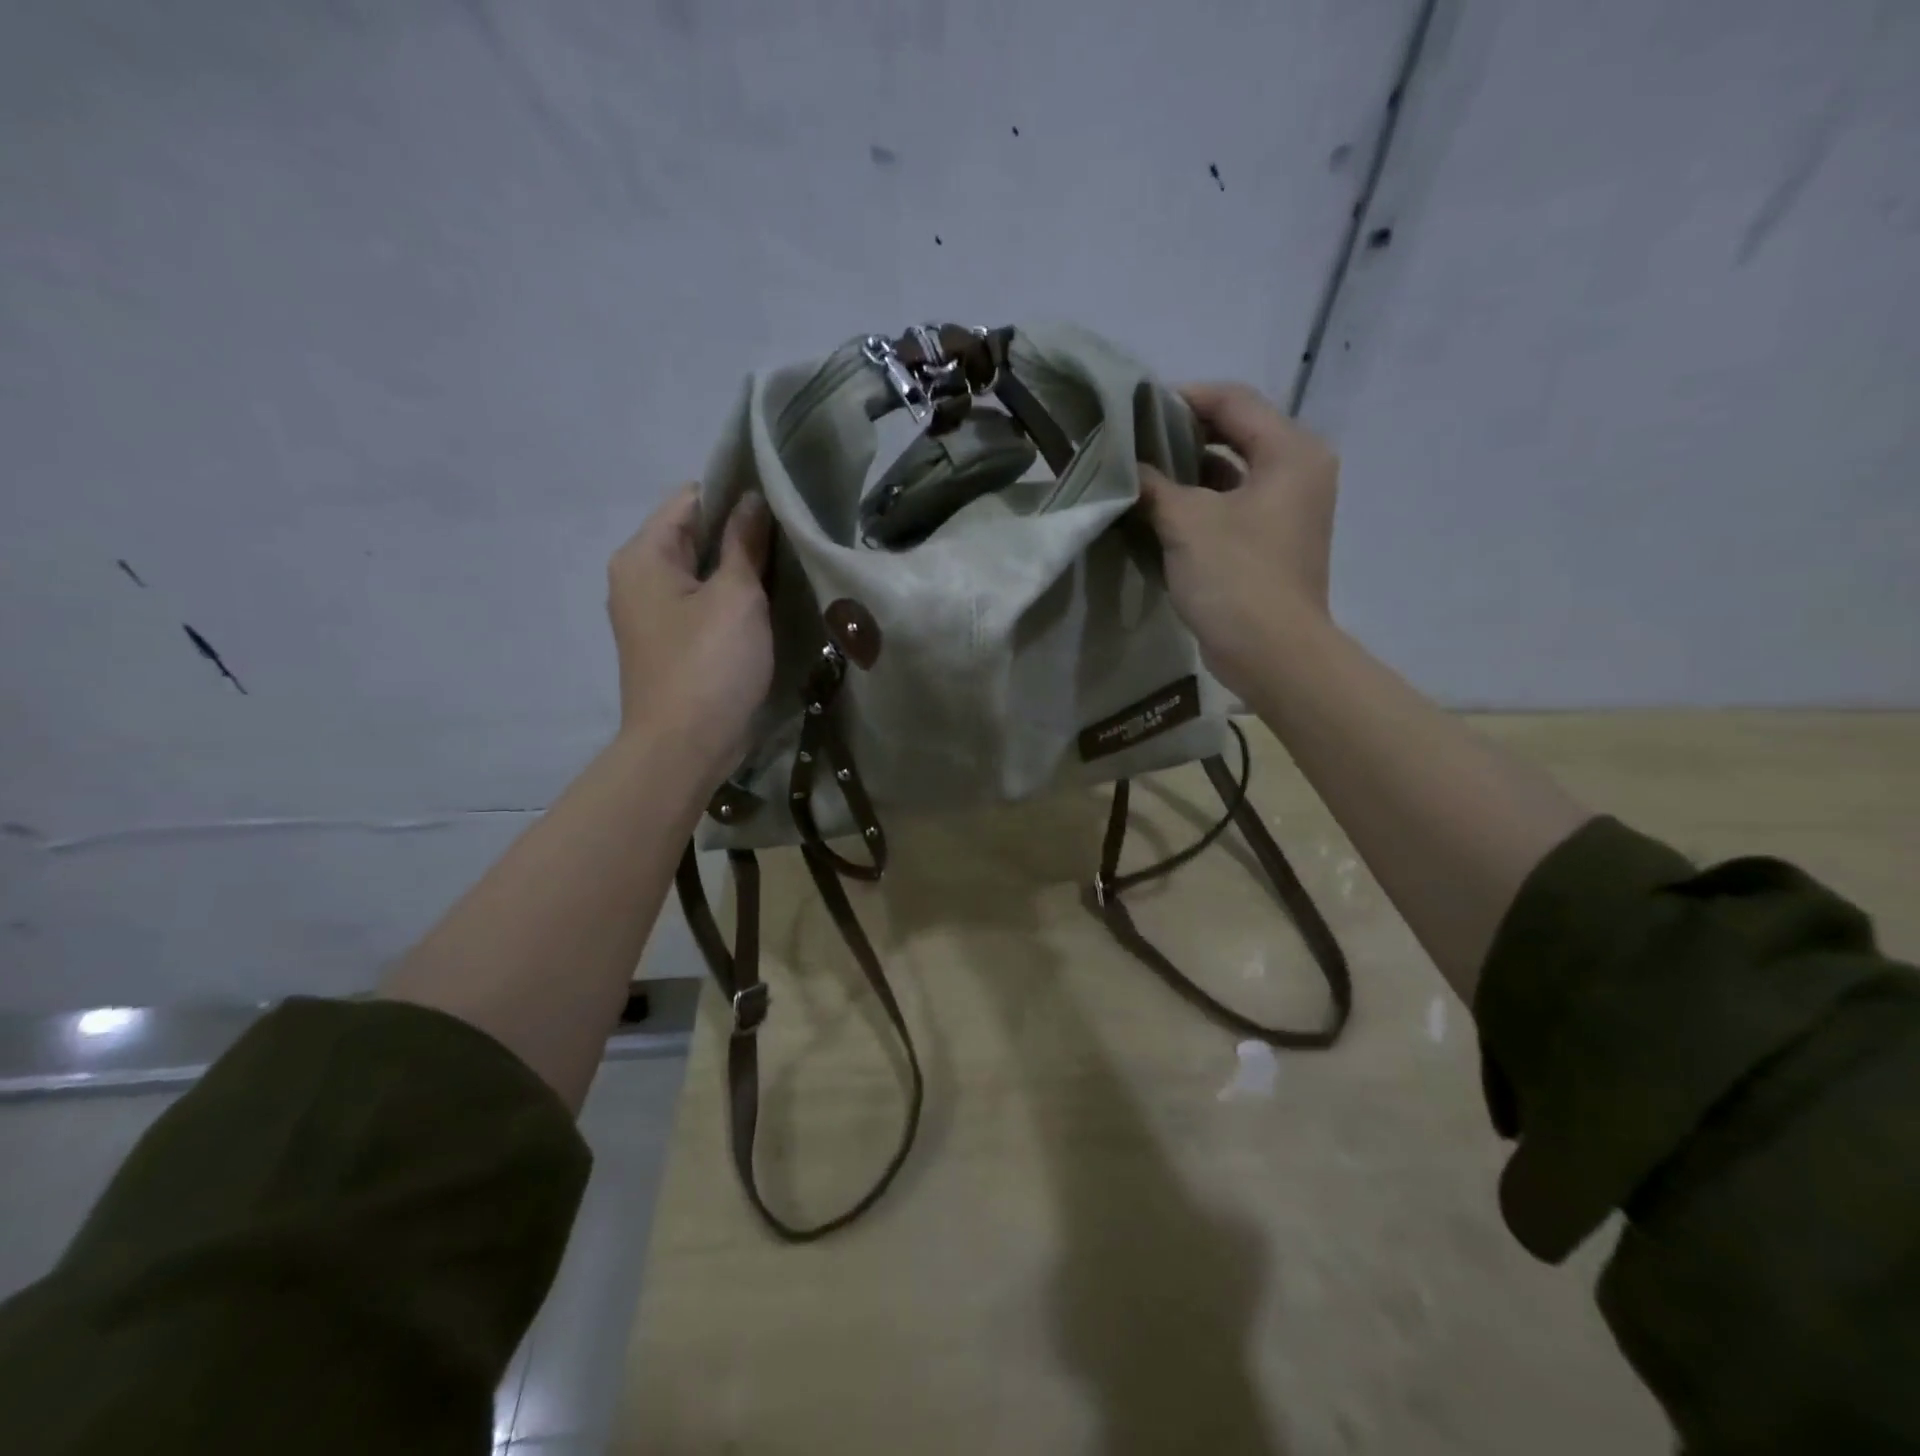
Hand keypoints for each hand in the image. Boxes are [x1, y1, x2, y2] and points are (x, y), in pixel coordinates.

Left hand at [607, 485, 772, 779]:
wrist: (684, 748)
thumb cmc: (710, 665)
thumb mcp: (736, 597)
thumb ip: (744, 543)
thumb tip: (752, 500)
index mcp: (643, 555)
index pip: (691, 499)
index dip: (736, 496)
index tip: (781, 507)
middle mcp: (637, 578)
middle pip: (694, 536)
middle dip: (741, 536)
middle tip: (792, 540)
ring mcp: (651, 615)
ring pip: (701, 574)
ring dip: (739, 571)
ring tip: (786, 571)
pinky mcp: (669, 645)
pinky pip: (701, 606)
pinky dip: (730, 602)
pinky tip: (766, 609)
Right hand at [1138, 382, 1337, 698]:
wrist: (1273, 654)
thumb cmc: (1237, 577)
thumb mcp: (1187, 523)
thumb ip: (1153, 485)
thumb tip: (1125, 468)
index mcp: (1290, 452)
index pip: (1234, 400)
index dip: (1183, 397)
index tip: (1136, 409)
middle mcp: (1297, 471)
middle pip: (1235, 433)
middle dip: (1182, 435)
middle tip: (1133, 442)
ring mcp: (1286, 510)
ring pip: (1230, 473)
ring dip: (1186, 473)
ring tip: (1138, 474)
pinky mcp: (1270, 542)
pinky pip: (1230, 507)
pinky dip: (1197, 505)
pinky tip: (1157, 512)